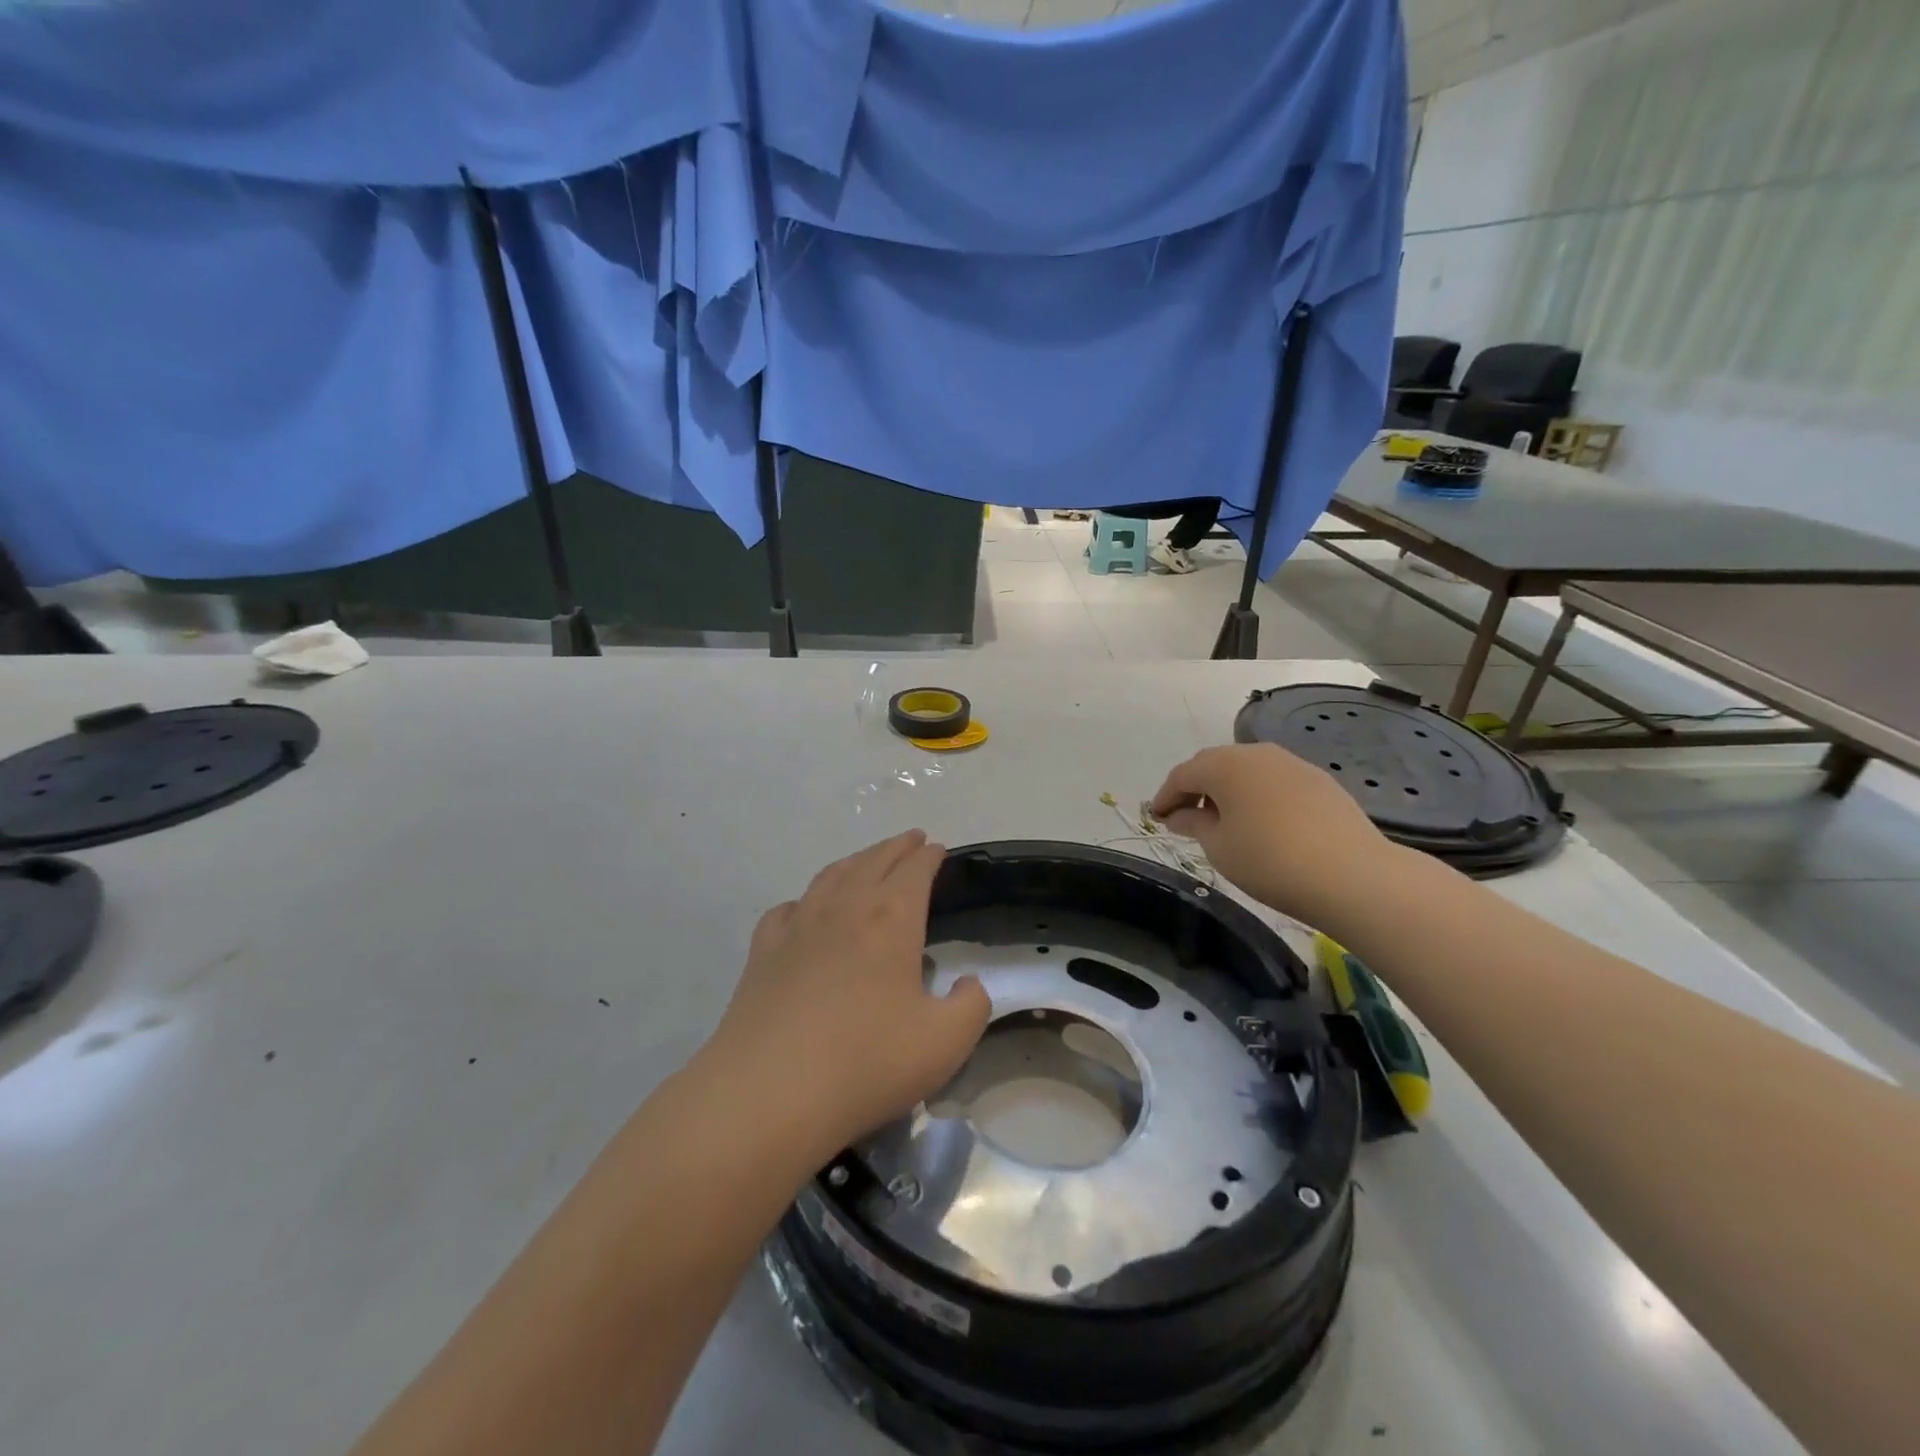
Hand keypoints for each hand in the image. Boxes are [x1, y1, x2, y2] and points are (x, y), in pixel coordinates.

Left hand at [708, 831, 991, 1161]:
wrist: (769, 1093)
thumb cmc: (866, 1063)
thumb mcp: (945, 1043)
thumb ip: (971, 1006)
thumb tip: (968, 983)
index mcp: (891, 919)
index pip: (914, 870)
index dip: (929, 856)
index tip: (937, 849)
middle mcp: (844, 908)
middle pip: (873, 861)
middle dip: (896, 847)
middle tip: (912, 840)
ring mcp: (798, 926)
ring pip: (830, 876)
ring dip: (855, 861)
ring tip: (867, 861)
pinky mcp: (763, 952)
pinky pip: (788, 909)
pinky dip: (805, 899)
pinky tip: (806, 910)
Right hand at [1150, 743, 1393, 924]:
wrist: (1352, 875)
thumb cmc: (1269, 860)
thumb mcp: (1218, 847)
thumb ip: (1194, 824)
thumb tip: (1180, 815)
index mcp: (1224, 765)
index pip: (1182, 775)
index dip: (1165, 797)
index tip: (1156, 818)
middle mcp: (1256, 753)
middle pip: (1214, 765)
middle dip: (1195, 789)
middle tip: (1184, 818)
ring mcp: (1292, 763)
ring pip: (1247, 770)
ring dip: (1227, 790)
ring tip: (1222, 821)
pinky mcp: (1318, 780)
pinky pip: (1273, 781)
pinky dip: (1257, 795)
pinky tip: (1260, 822)